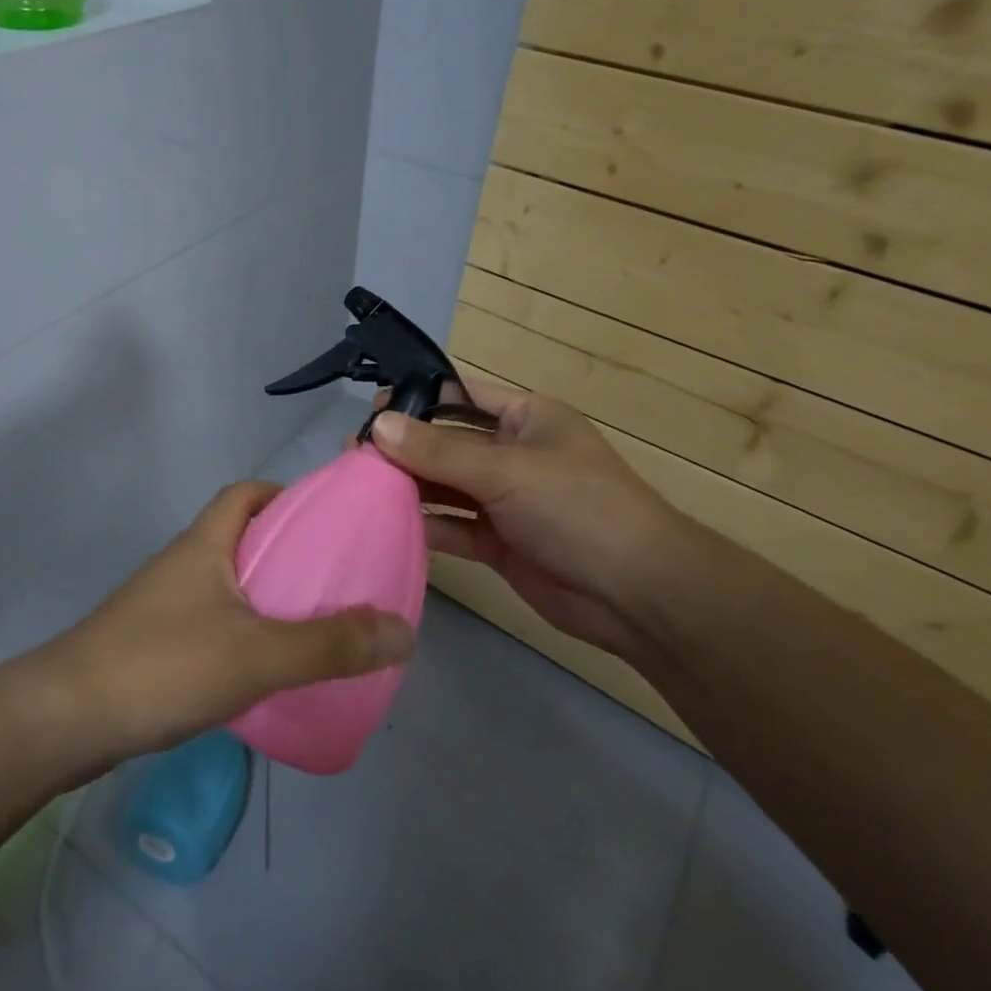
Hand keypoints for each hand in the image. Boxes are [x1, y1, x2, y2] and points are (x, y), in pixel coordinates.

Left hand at [47, 482, 415, 762]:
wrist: (65, 720)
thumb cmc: (163, 665)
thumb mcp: (257, 653)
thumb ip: (331, 644)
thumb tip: (404, 630)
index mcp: (205, 543)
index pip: (246, 492)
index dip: (284, 494)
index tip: (325, 518)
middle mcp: (183, 562)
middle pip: (239, 536)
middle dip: (284, 548)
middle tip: (331, 578)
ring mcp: (162, 603)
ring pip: (225, 582)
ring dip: (263, 593)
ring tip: (309, 623)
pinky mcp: (152, 643)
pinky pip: (209, 620)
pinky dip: (241, 630)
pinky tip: (262, 669)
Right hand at [371, 380, 684, 659]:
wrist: (636, 593)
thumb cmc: (577, 507)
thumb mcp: (506, 470)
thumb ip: (439, 450)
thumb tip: (378, 425)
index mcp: (526, 418)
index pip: (463, 396)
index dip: (419, 398)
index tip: (372, 406)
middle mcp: (513, 454)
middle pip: (448, 442)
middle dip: (405, 446)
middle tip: (353, 451)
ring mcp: (506, 500)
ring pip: (447, 486)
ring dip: (410, 486)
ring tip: (359, 484)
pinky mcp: (500, 542)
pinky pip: (455, 527)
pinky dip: (426, 525)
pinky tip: (389, 523)